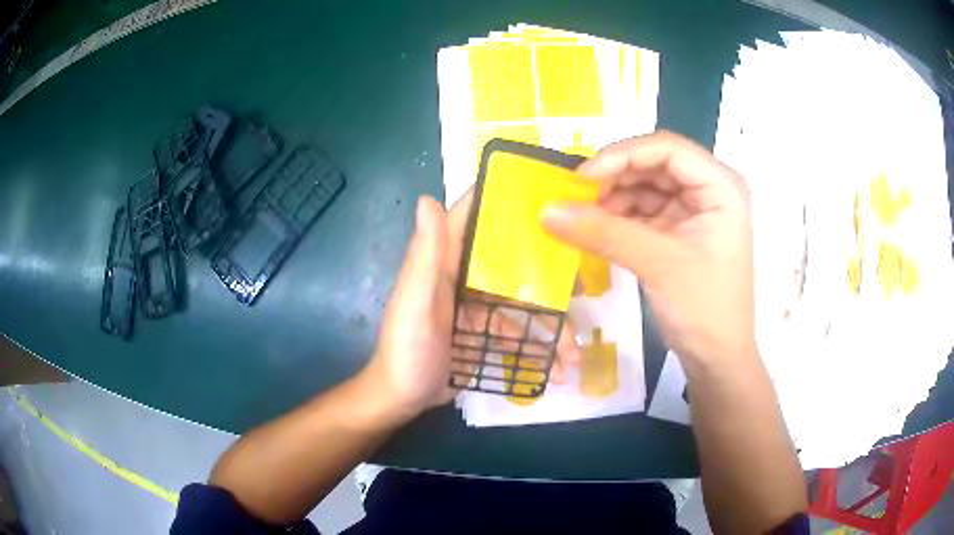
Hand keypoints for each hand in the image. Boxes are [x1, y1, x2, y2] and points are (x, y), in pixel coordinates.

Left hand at [361, 191, 580, 421]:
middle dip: (548, 273)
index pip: (473, 217)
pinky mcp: (483, 331)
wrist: (403, 399)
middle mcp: (462, 276)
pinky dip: (536, 348)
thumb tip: (427, 199)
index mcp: (444, 260)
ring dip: (550, 326)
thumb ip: (426, 255)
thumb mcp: (416, 302)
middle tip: (582, 287)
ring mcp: (476, 305)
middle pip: (512, 262)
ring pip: (521, 303)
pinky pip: (517, 332)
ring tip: (574, 353)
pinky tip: (558, 369)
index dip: (504, 199)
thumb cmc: (407, 349)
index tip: (546, 194)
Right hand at [541, 131, 755, 366]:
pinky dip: (619, 217)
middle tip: (576, 198)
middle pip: (654, 164)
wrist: (717, 358)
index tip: (582, 179)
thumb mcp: (657, 264)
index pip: (667, 149)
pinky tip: (596, 229)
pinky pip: (644, 210)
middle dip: (614, 178)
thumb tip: (547, 210)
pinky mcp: (680, 230)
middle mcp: (710, 188)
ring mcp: (695, 209)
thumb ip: (603, 233)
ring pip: (645, 186)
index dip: (622, 156)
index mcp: (721, 185)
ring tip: (582, 217)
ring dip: (613, 198)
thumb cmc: (704, 308)